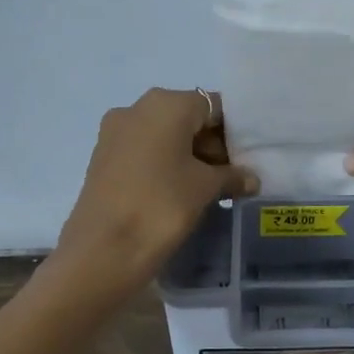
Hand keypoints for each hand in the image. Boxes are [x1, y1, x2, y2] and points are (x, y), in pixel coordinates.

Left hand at [54, 88, 258, 292]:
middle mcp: (136, 108)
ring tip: (209, 188)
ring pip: (164, 136)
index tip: (247, 158)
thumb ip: (232, 176)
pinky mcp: (103, 158)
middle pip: (186, 118)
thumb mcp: (205, 188)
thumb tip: (251, 178)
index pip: (212, 106)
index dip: (234, 130)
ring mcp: (115, 133)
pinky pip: (144, 152)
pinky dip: (165, 165)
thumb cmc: (162, 206)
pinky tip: (179, 192)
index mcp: (165, 104)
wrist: (104, 249)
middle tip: (232, 176)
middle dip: (211, 144)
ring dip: (189, 156)